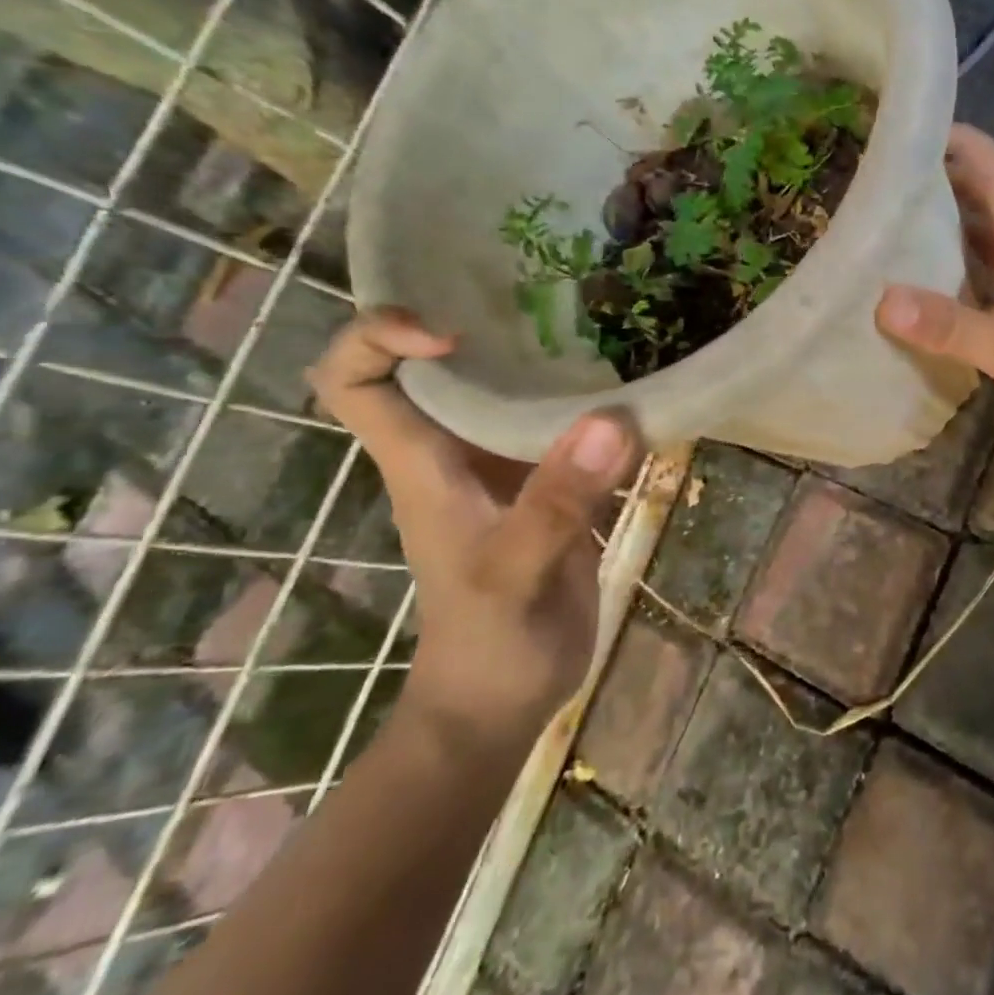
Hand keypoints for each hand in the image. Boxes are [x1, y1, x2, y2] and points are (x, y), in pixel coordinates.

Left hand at [307, 309, 640, 753]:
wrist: (503, 702)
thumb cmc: (489, 645)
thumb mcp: (515, 575)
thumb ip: (556, 502)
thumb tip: (613, 418)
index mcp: (423, 463)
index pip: (354, 381)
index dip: (378, 339)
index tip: (451, 331)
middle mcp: (457, 451)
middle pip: (441, 367)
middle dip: (481, 321)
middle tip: (554, 291)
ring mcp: (506, 468)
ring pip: (510, 391)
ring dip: (550, 357)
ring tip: (608, 322)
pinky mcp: (551, 486)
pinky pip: (565, 427)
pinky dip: (596, 403)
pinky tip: (639, 388)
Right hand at [876, 126, 993, 477]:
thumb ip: (950, 324)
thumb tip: (883, 300)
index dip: (971, 147)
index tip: (925, 130)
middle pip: (993, 205)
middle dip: (951, 182)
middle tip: (895, 178)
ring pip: (987, 245)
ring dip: (951, 228)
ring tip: (899, 222)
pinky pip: (984, 285)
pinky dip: (954, 276)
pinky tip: (924, 287)